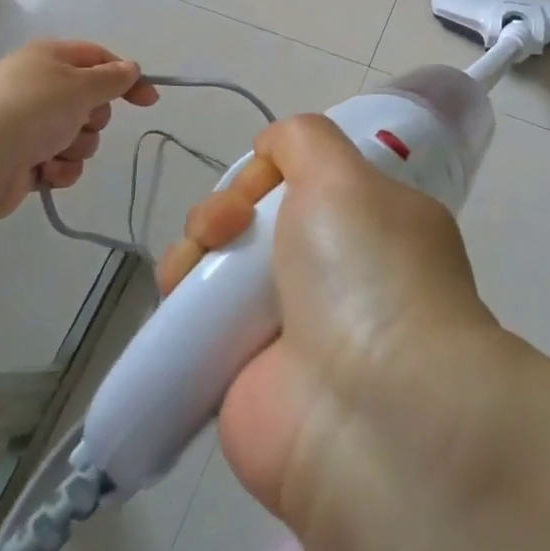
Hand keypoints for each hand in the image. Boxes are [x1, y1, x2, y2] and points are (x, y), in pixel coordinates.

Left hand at [0, 40, 158, 219]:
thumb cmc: (31, 111)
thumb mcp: (81, 85)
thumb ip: (112, 79)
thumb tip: (131, 70)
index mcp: (47, 59)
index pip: (98, 58)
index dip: (126, 77)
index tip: (149, 101)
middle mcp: (37, 87)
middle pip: (90, 100)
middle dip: (95, 118)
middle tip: (81, 122)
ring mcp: (27, 124)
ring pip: (79, 135)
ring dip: (77, 147)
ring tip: (56, 153)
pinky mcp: (22, 159)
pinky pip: (61, 162)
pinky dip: (60, 169)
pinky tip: (46, 172)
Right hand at [160, 115, 516, 550]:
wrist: (368, 410)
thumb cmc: (366, 272)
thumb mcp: (347, 174)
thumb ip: (307, 140)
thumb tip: (273, 149)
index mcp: (373, 221)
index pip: (308, 180)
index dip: (270, 171)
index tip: (261, 181)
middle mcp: (336, 271)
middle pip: (256, 219)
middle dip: (225, 208)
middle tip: (224, 225)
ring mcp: (290, 326)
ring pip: (222, 265)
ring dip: (195, 247)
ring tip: (195, 260)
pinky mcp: (245, 377)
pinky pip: (199, 323)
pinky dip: (178, 302)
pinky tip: (176, 294)